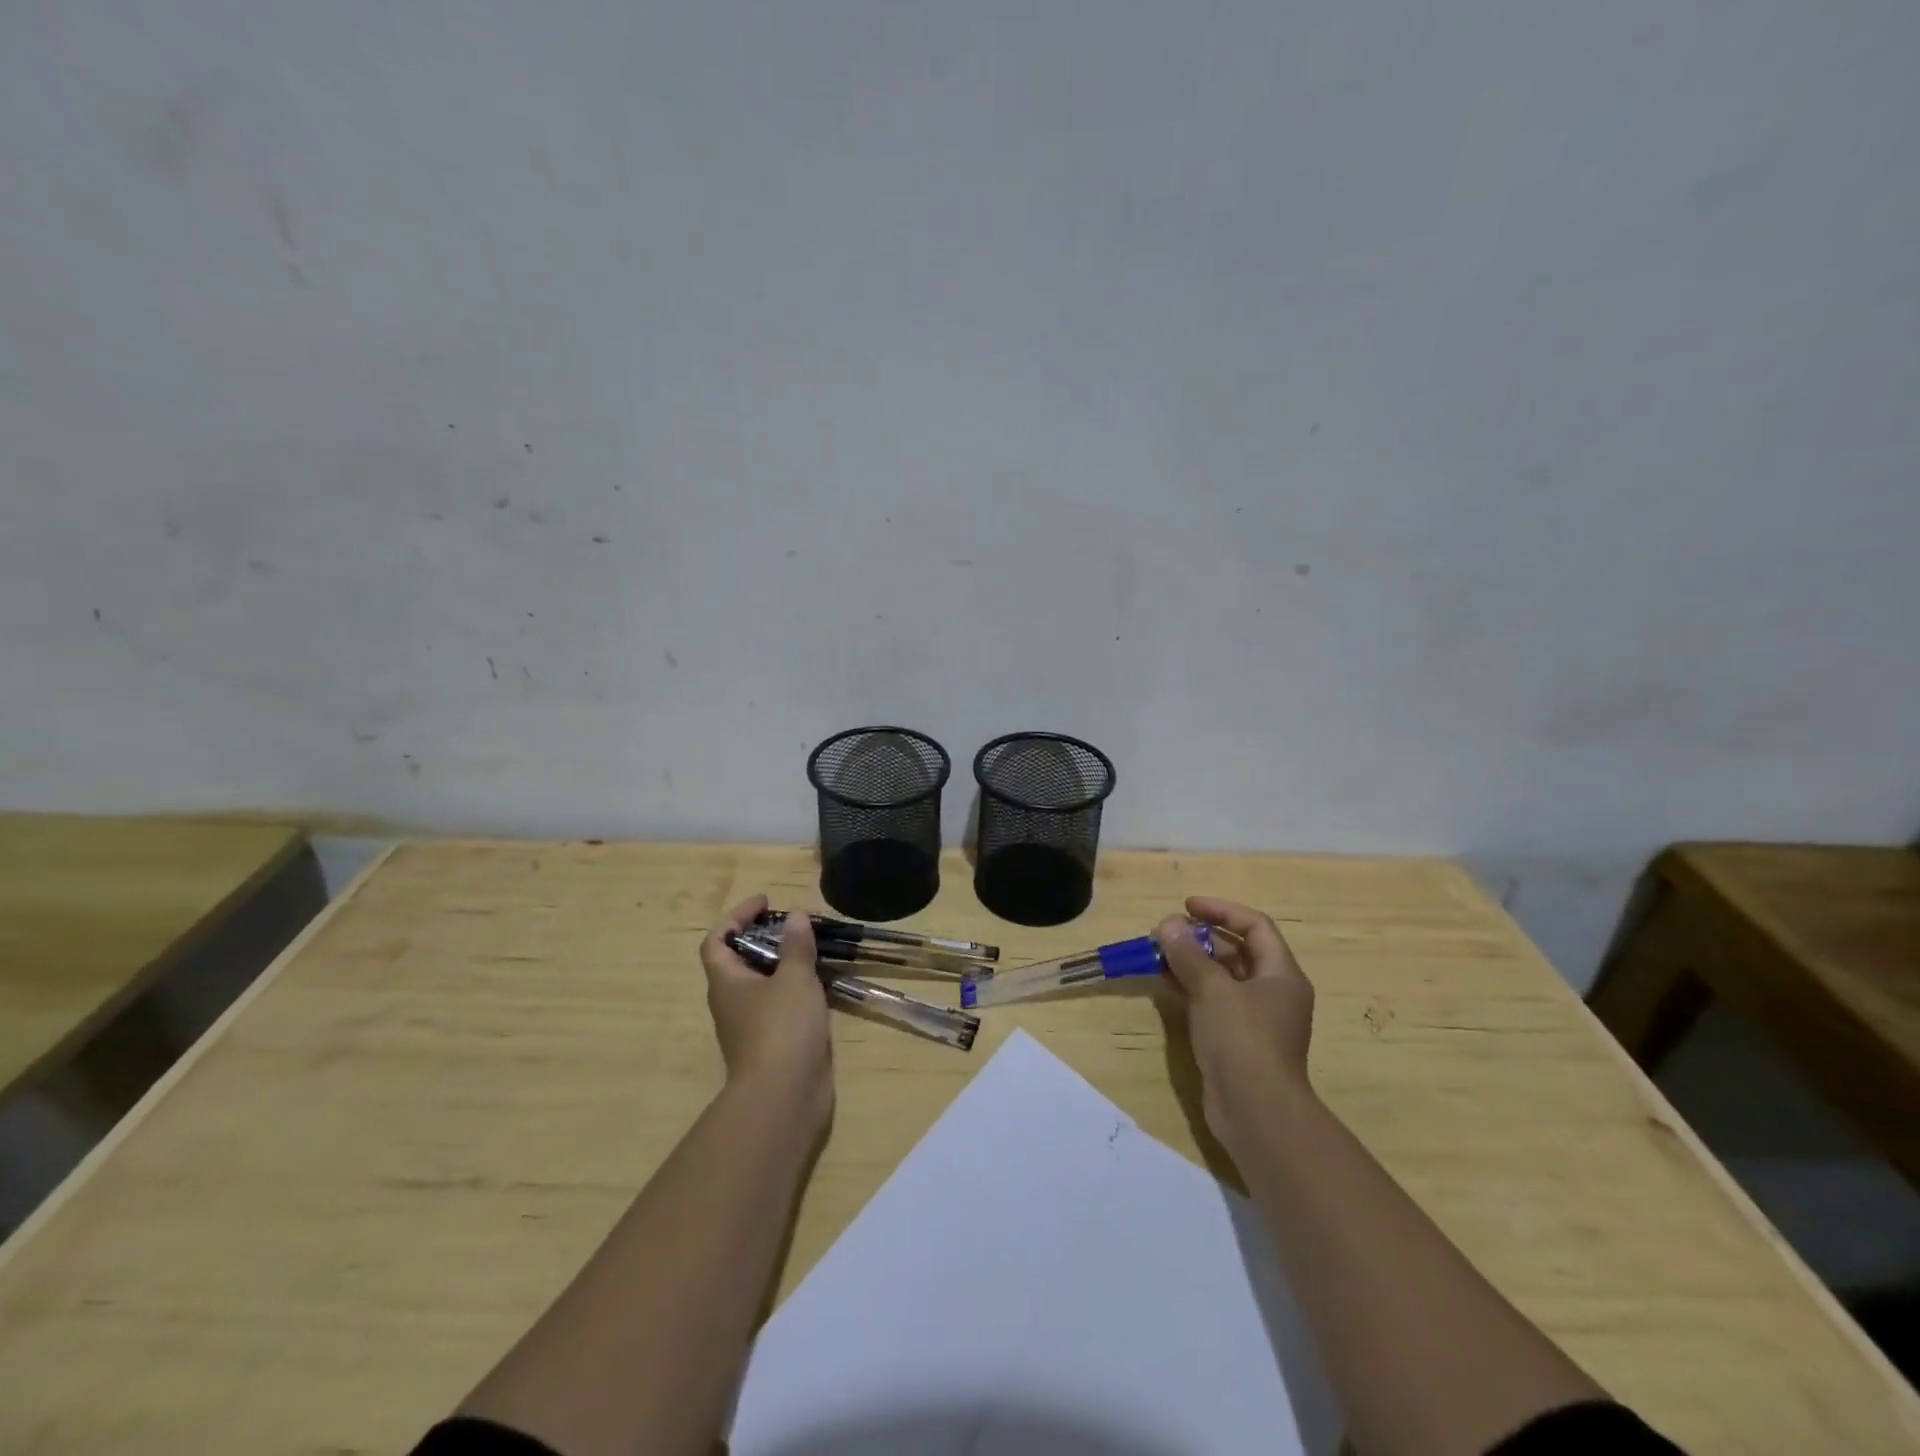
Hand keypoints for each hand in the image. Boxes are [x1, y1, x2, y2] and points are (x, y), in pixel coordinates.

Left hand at [700, 896, 833, 1120]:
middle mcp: (732, 1002)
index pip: (717, 940)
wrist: (784, 1097)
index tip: (765, 903)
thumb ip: (796, 946)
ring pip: (763, 984)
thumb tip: (795, 918)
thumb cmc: (781, 1028)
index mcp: (726, 982)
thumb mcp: (794, 978)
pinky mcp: (773, 1043)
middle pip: (740, 960)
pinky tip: (822, 984)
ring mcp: (751, 1026)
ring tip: (814, 949)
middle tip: (795, 925)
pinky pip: (781, 1005)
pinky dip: (797, 989)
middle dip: (765, 938)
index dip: (736, 916)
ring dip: (784, 964)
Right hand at [1157, 895, 1315, 1153]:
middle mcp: (1273, 992)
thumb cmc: (1242, 1040)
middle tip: (1166, 934)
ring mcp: (1255, 1019)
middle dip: (1200, 939)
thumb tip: (1168, 924)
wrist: (1256, 1112)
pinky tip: (1164, 984)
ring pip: (1221, 978)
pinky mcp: (1236, 1040)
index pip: (1255, 926)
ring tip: (1157, 956)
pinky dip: (1190, 989)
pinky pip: (1213, 1002)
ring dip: (1191, 964)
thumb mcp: (1212, 989)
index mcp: (1281, 974)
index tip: (1187, 906)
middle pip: (1237, 951)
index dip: (1222, 910)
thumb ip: (1188, 954)